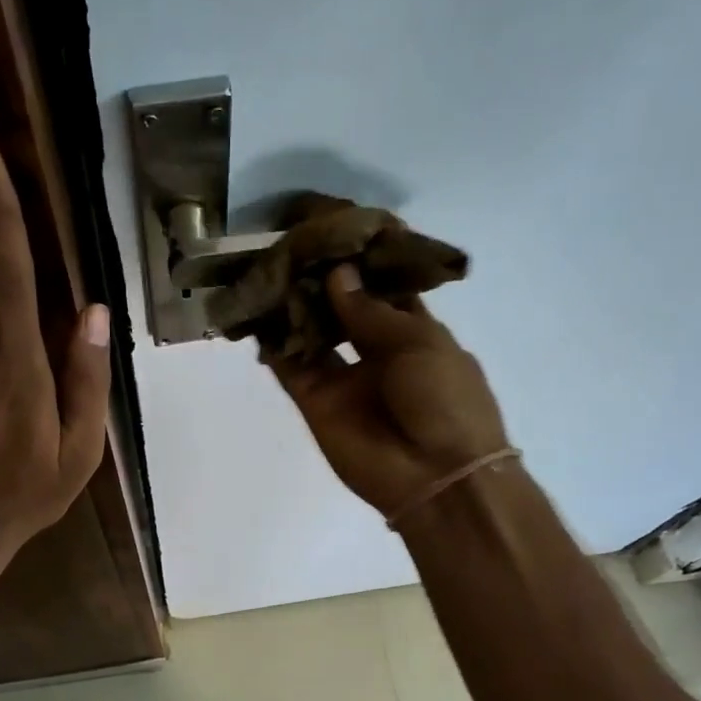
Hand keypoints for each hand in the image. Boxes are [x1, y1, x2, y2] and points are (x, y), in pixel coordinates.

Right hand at [269, 264, 507, 520]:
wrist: (435, 476)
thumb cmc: (445, 400)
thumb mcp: (419, 342)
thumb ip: (370, 311)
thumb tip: (336, 275)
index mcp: (413, 331)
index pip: (381, 286)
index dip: (360, 258)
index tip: (333, 225)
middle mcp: (374, 350)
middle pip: (339, 307)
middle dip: (318, 278)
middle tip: (290, 242)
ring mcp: (343, 378)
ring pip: (310, 334)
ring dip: (291, 305)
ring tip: (267, 269)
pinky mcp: (315, 403)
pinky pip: (290, 367)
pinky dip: (273, 344)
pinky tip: (255, 313)